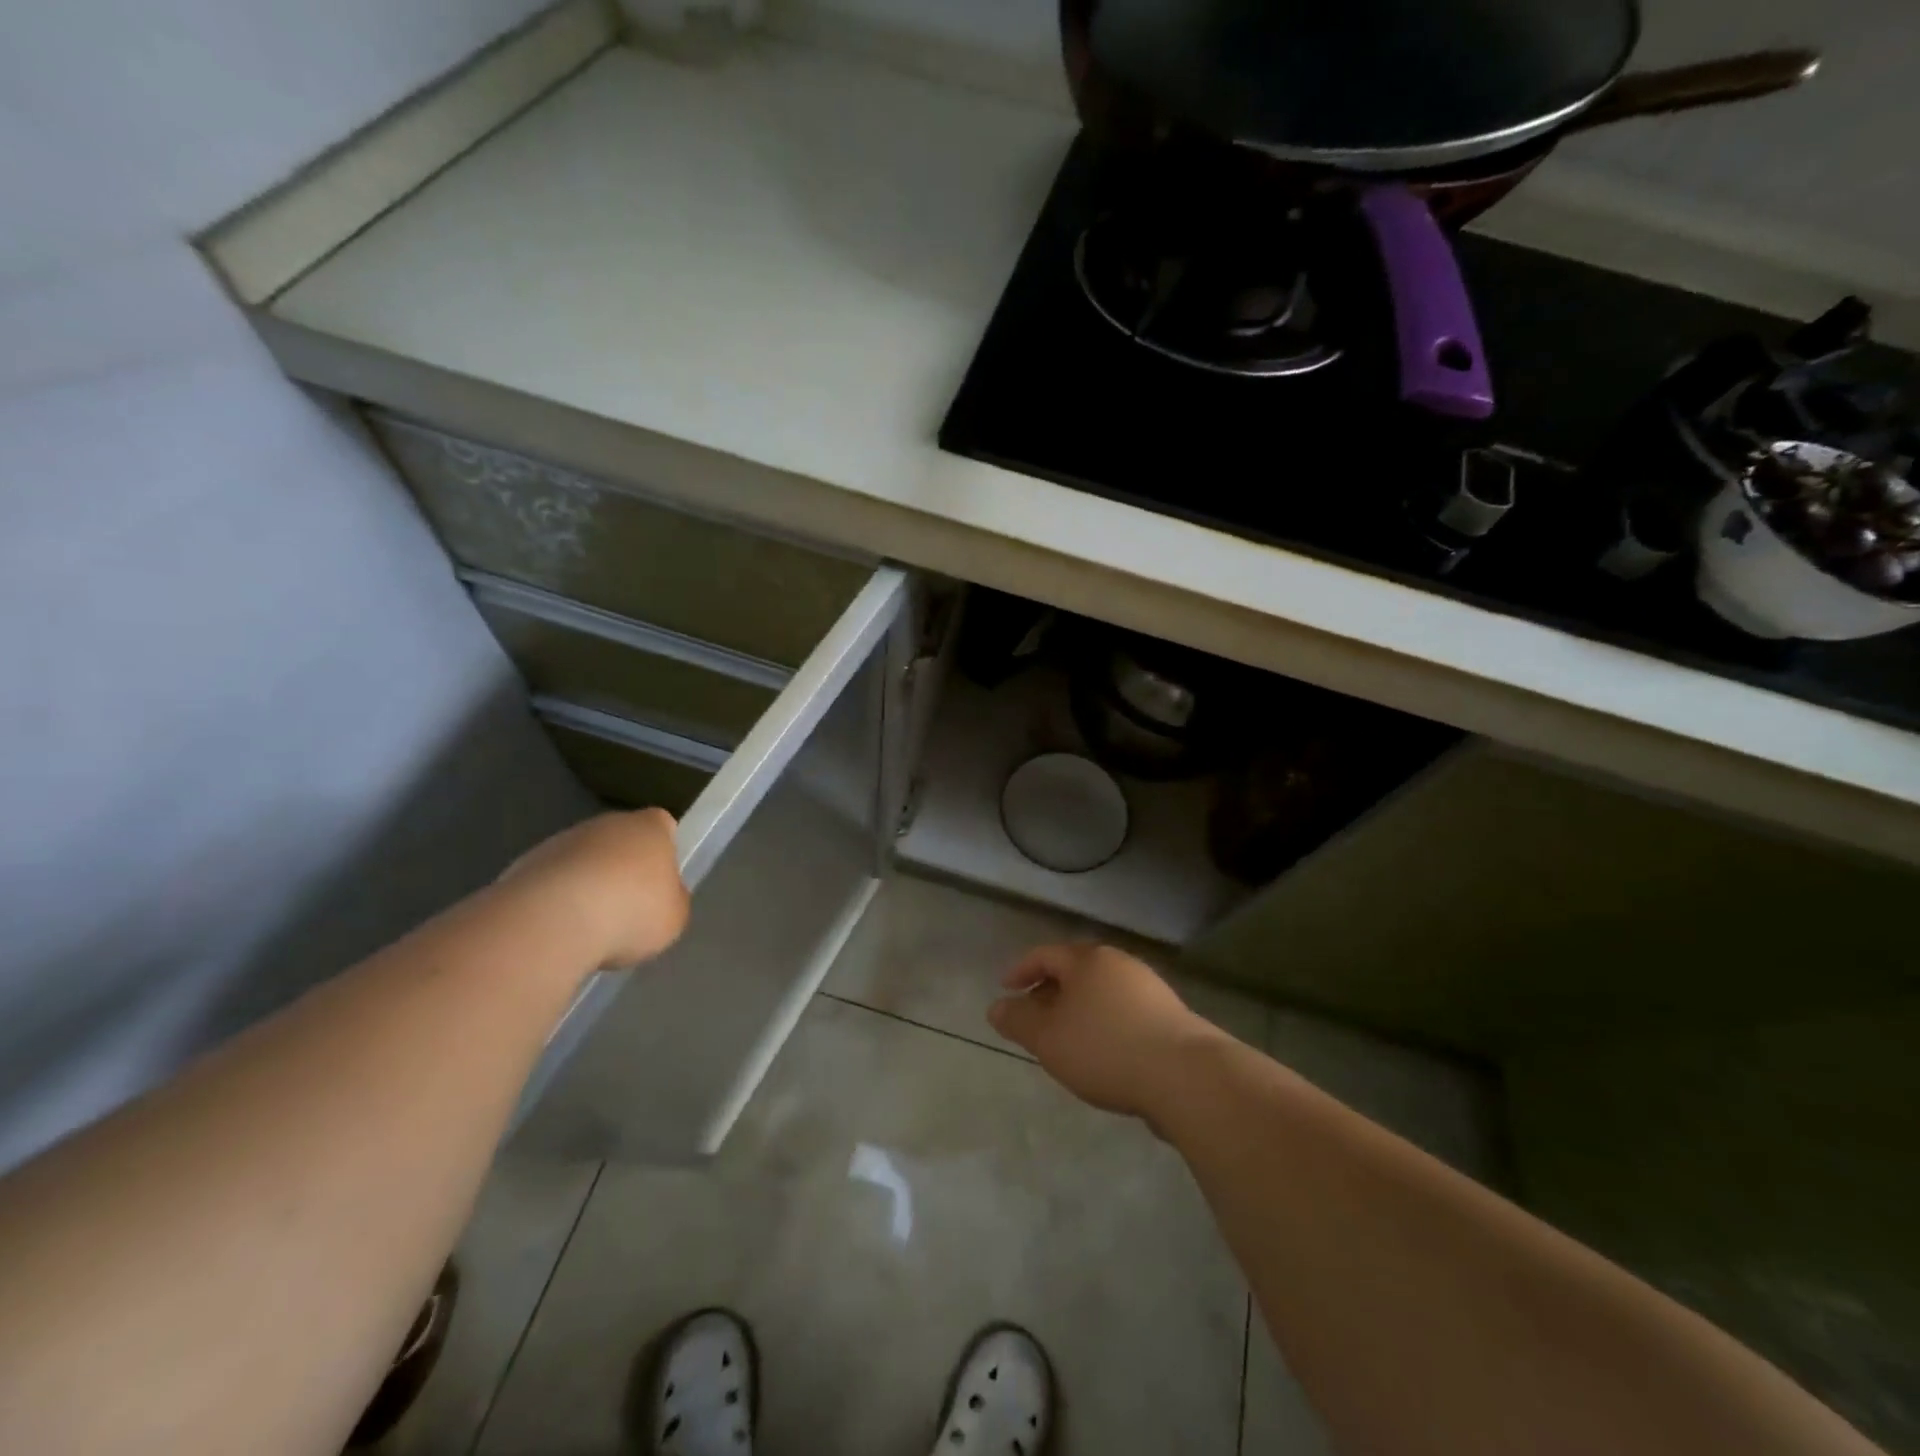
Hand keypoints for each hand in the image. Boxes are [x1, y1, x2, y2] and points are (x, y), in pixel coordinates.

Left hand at [501, 810, 690, 967]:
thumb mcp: (674, 915)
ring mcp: (561, 841)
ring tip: (588, 926)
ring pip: (582, 859)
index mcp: (650, 828)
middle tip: (626, 907)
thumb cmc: (631, 912)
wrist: (553, 921)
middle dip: (622, 867)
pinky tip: (558, 929)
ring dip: (586, 883)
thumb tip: (663, 895)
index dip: (663, 849)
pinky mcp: (524, 865)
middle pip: (620, 840)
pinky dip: (555, 900)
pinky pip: (551, 880)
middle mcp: (607, 824)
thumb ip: (672, 899)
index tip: (661, 879)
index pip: (663, 824)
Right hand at [987, 943, 1226, 1121]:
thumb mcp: (1048, 1038)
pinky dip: (1104, 1024)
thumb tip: (996, 1007)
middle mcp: (1119, 964)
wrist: (1186, 1075)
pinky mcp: (1170, 1016)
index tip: (1006, 989)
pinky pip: (1124, 1012)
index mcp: (1087, 960)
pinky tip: (1104, 1054)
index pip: (1045, 954)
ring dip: (1079, 1010)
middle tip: (1034, 1017)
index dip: (1021, 970)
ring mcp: (1149, 988)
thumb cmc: (1105, 1048)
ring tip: (1067, 1040)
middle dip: (1050, 991)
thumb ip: (1018, 1021)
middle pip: (1076, 971)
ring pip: (1101, 992)